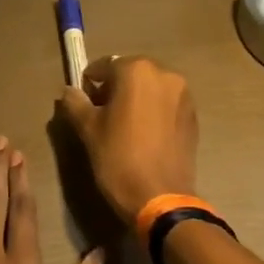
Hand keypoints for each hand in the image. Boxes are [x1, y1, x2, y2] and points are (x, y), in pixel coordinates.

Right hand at [57, 56, 198, 226]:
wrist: (161, 197)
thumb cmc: (119, 158)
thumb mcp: (88, 130)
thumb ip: (75, 103)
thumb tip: (69, 91)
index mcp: (137, 71)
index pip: (105, 65)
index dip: (91, 82)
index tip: (83, 101)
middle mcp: (165, 74)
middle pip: (131, 73)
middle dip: (115, 88)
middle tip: (101, 113)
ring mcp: (184, 95)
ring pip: (151, 88)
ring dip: (136, 98)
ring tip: (124, 125)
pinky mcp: (193, 116)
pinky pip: (167, 104)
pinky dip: (153, 110)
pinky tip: (144, 134)